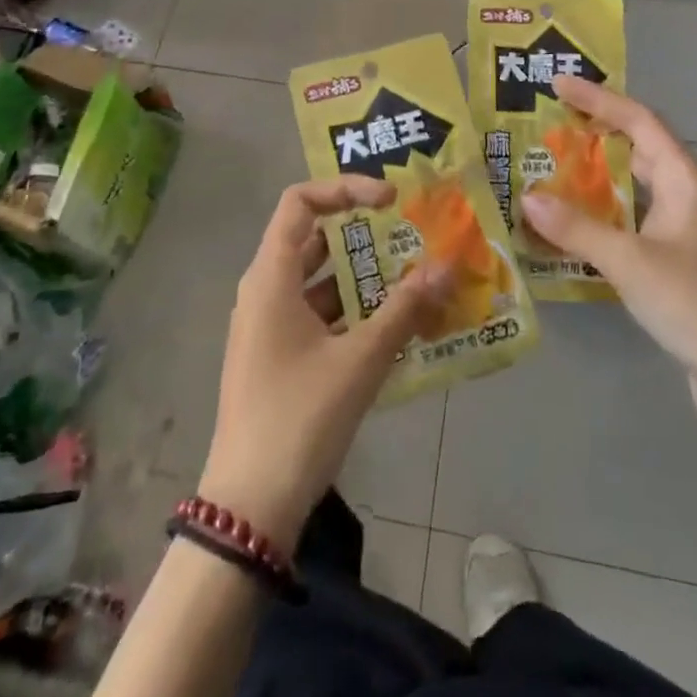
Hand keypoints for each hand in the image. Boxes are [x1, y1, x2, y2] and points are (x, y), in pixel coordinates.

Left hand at [198, 177, 451, 551]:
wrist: (249, 507)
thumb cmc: (299, 418)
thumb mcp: (360, 361)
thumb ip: (405, 310)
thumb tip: (447, 267)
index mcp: (270, 277)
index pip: (300, 202)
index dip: (345, 189)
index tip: (390, 200)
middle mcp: (263, 290)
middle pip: (312, 239)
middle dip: (362, 235)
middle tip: (410, 237)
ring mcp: (267, 325)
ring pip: (318, 280)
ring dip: (362, 278)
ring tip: (413, 280)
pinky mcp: (277, 356)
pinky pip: (316, 315)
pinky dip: (351, 312)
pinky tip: (392, 327)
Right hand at [522, 76, 696, 431]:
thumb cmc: (695, 305)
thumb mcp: (630, 262)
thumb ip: (577, 229)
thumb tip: (527, 198)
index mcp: (686, 181)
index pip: (639, 121)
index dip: (599, 99)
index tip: (557, 85)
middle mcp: (687, 196)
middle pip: (638, 147)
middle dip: (595, 131)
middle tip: (548, 123)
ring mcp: (683, 229)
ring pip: (633, 186)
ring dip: (595, 174)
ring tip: (548, 166)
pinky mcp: (676, 259)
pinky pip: (631, 219)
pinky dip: (601, 212)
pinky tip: (570, 224)